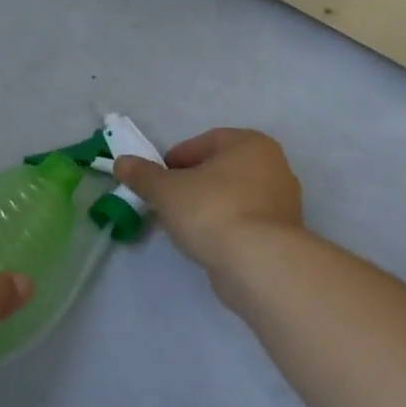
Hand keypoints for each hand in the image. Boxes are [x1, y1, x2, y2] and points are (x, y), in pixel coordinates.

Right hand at [114, 128, 302, 273]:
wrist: (259, 264)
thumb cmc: (212, 210)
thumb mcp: (165, 190)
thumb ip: (142, 175)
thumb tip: (121, 162)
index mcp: (250, 144)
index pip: (204, 142)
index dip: (176, 159)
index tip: (158, 180)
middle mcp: (274, 166)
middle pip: (220, 169)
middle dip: (192, 183)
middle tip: (167, 201)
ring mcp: (283, 202)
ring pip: (233, 196)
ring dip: (208, 206)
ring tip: (183, 225)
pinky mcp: (284, 234)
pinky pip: (245, 221)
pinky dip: (225, 226)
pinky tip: (206, 242)